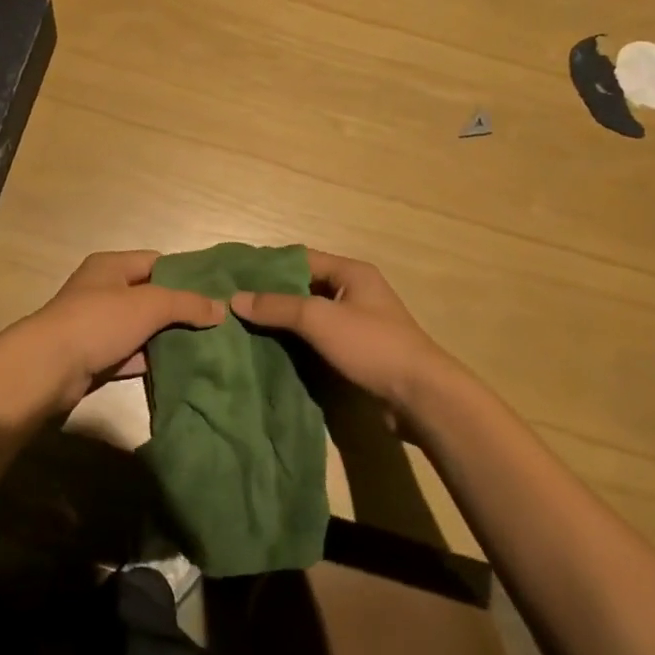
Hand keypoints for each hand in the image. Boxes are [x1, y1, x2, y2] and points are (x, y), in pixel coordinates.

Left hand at [0, 250, 225, 411]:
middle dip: (179, 309)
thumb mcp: (150, 305)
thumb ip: (186, 304)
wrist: (48, 368)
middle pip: (149, 295)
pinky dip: (150, 360)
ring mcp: (97, 325)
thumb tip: (221, 308)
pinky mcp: (95, 356)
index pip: (156, 262)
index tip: (215, 290)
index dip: (185, 274)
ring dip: (166, 337)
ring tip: (205, 345)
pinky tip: (179, 368)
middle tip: (216, 323)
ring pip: (141, 327)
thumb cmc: (99, 321)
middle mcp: (102, 290)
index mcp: (111, 266)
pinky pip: (130, 354)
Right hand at [231, 250, 459, 412]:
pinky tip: (270, 352)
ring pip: (311, 315)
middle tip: (234, 304)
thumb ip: (278, 307)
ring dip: (283, 322)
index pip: (300, 258)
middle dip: (272, 296)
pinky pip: (319, 339)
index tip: (235, 276)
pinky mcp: (358, 352)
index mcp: (351, 272)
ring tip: (244, 328)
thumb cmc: (371, 345)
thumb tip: (235, 299)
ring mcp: (357, 323)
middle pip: (304, 287)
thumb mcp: (320, 319)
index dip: (268, 266)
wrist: (420, 396)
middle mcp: (355, 291)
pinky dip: (297, 343)